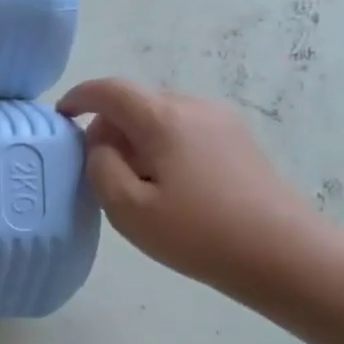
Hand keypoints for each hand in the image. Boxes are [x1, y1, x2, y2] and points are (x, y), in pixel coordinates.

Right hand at [57, 78, 322, 297]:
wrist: (281, 253)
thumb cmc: (196, 232)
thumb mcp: (127, 208)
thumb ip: (100, 167)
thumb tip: (101, 144)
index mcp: (164, 119)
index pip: (111, 90)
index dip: (80, 97)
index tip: (62, 116)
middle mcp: (194, 107)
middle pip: (138, 100)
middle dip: (109, 124)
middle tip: (97, 166)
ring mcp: (222, 122)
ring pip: (162, 115)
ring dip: (137, 137)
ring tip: (133, 181)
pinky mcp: (238, 141)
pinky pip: (186, 129)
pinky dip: (162, 144)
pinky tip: (167, 184)